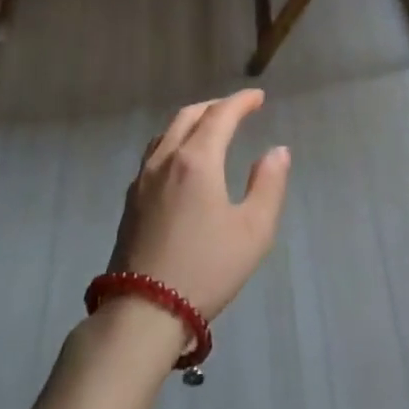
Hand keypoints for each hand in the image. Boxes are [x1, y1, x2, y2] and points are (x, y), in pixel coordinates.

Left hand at [109, 89, 290, 322]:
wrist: (144, 311)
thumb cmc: (207, 268)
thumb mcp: (254, 230)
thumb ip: (269, 184)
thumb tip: (277, 151)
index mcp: (196, 161)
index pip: (220, 115)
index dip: (241, 102)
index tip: (258, 97)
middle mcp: (165, 161)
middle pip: (188, 116)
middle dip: (215, 106)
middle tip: (237, 109)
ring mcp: (142, 180)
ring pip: (166, 133)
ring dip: (191, 121)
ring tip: (210, 128)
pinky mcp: (131, 201)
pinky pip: (154, 154)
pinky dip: (174, 141)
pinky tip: (182, 161)